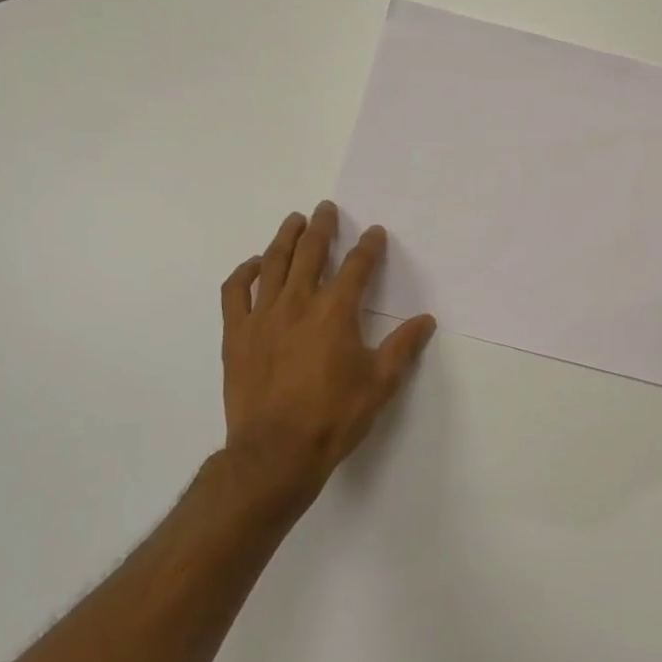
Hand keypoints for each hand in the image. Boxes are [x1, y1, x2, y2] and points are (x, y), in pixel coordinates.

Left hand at [219, 202, 436, 521]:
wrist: (276, 452)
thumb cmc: (334, 417)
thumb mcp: (380, 383)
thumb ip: (403, 347)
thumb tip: (426, 320)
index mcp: (335, 312)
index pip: (356, 267)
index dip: (368, 247)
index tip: (374, 232)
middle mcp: (298, 304)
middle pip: (310, 254)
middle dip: (322, 228)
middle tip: (327, 209)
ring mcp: (262, 316)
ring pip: (273, 264)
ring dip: (285, 238)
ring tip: (294, 220)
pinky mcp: (237, 334)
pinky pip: (235, 292)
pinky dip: (244, 272)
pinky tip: (253, 264)